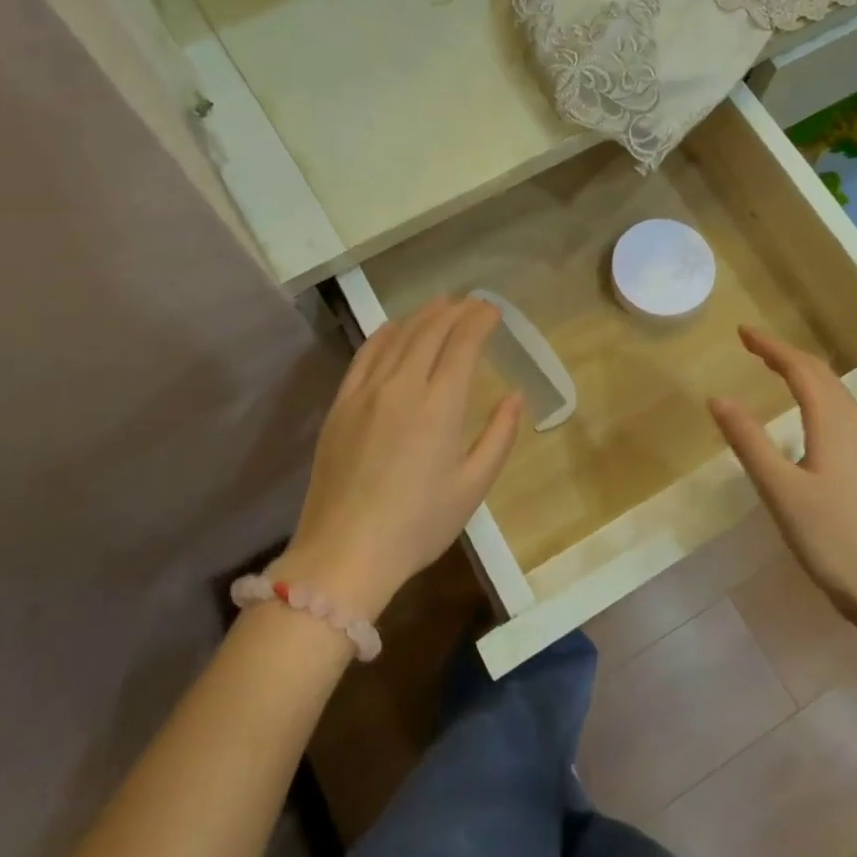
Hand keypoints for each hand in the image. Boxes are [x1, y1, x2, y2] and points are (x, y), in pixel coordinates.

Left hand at [278, 297, 522, 620]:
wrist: (345, 552)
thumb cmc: (418, 526)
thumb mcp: (472, 487)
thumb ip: (499, 436)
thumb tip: (515, 396)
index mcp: (441, 406)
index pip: (463, 343)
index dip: (480, 320)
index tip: (493, 310)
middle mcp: (403, 386)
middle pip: (431, 331)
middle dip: (455, 311)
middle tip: (472, 303)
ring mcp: (366, 392)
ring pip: (398, 337)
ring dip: (423, 316)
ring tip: (441, 304)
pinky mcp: (341, 405)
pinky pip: (365, 356)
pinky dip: (384, 334)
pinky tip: (394, 328)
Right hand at [708, 325, 856, 626]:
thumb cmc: (833, 539)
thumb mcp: (781, 491)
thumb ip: (749, 442)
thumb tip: (718, 398)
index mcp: (835, 424)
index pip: (801, 369)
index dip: (771, 346)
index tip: (742, 332)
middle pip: (823, 376)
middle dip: (787, 355)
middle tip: (753, 347)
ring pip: (838, 394)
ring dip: (806, 375)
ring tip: (777, 371)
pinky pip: (845, 414)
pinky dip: (820, 398)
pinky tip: (810, 417)